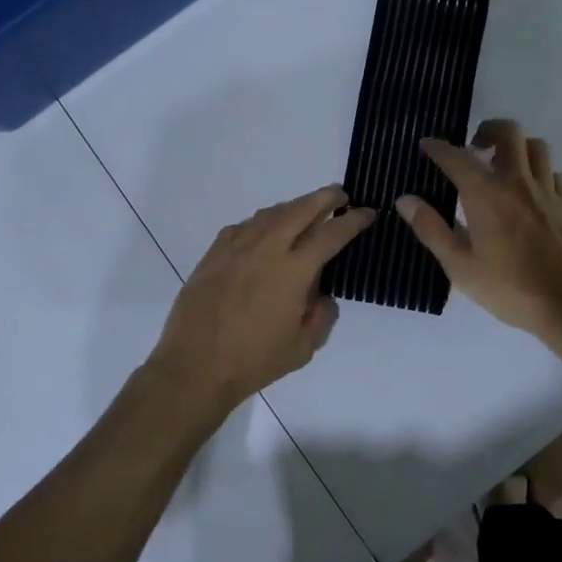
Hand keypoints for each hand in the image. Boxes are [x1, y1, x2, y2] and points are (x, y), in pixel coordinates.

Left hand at [146, 187, 375, 420]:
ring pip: (270, 213)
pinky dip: (262, 222)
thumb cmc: (254, 361)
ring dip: (293, 207)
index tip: (367, 212)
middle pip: (300, 209)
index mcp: (293, 271)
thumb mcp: (303, 348)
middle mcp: (266, 249)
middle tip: (339, 195)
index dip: (352, 220)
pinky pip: (243, 226)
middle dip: (324, 198)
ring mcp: (236, 248)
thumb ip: (321, 316)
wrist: (195, 366)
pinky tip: (265, 232)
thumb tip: (323, 295)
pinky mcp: (214, 254)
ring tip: (305, 211)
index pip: (331, 235)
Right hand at [398, 119, 561, 338]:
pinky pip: (553, 173)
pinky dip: (538, 172)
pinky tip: (528, 191)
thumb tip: (406, 200)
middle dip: (487, 130)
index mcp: (486, 195)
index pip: (457, 158)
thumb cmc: (510, 289)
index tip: (426, 145)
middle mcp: (517, 183)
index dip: (438, 148)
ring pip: (536, 147)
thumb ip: (432, 229)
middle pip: (508, 133)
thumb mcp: (460, 266)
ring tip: (501, 166)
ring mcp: (547, 192)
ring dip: (516, 147)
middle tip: (473, 148)